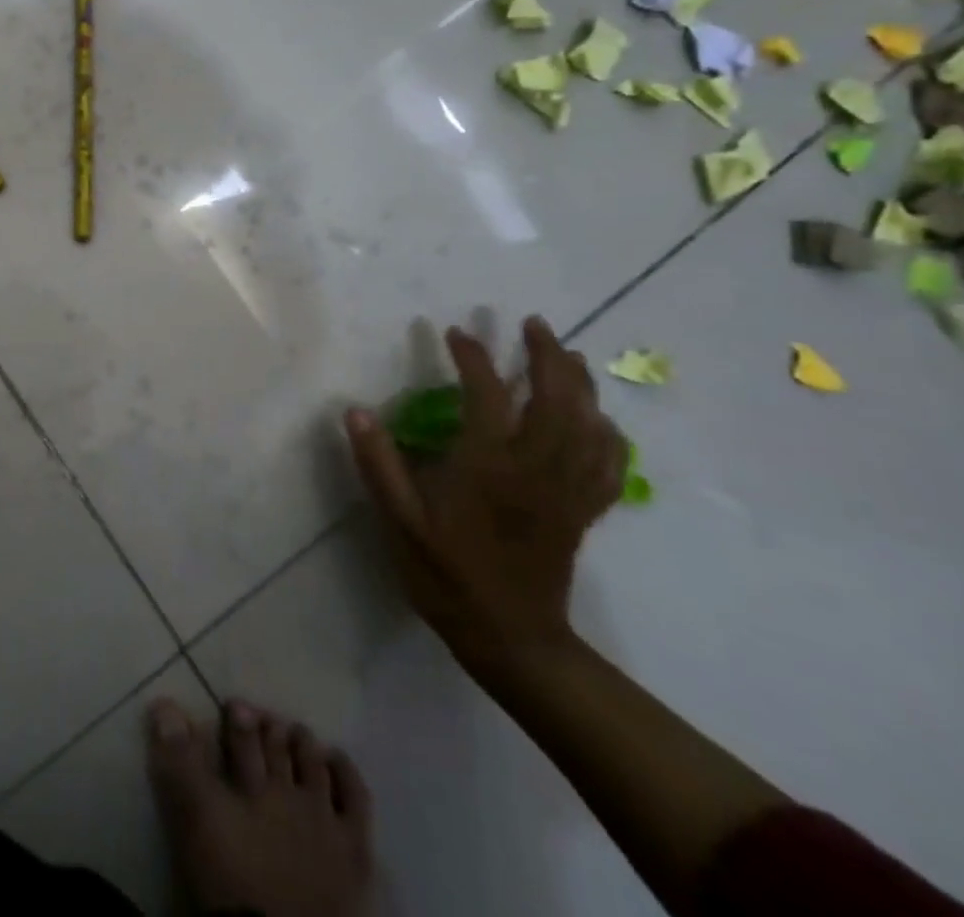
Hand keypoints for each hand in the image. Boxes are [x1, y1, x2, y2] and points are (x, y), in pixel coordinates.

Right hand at [346, 317, 625, 668]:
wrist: (510, 640)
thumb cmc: (447, 576)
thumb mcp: (400, 524)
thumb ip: (379, 466)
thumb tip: (356, 411)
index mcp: (488, 468)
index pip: (488, 397)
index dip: (474, 359)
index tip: (455, 333)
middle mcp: (535, 470)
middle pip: (556, 401)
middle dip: (547, 357)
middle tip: (534, 324)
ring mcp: (565, 491)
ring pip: (588, 426)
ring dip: (581, 384)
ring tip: (569, 355)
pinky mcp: (581, 512)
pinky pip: (607, 465)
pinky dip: (608, 434)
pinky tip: (601, 420)